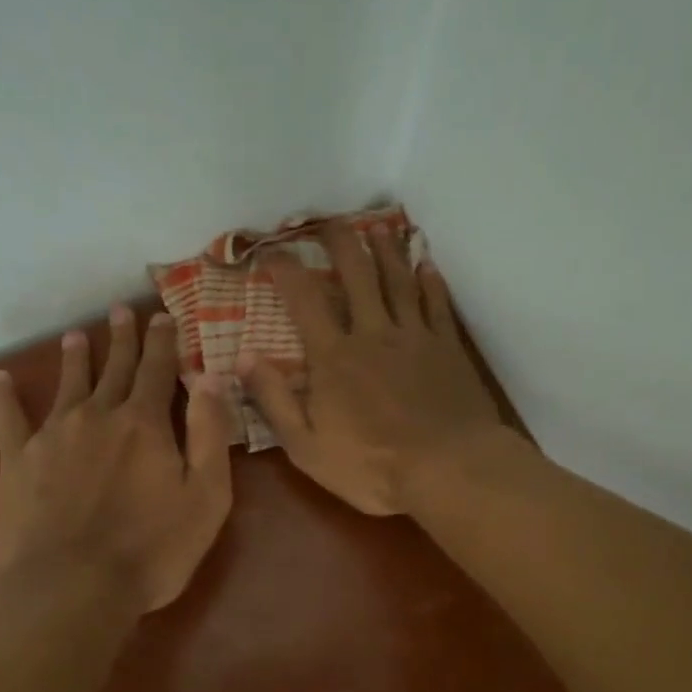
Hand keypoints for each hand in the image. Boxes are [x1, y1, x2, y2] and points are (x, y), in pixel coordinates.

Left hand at [0, 307, 232, 613]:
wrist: (71, 587)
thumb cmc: (151, 549)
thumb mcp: (206, 495)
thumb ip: (209, 432)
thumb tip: (211, 375)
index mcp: (145, 423)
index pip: (158, 369)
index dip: (163, 342)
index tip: (163, 316)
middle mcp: (98, 415)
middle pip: (114, 368)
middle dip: (122, 338)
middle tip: (121, 310)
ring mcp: (54, 435)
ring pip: (68, 384)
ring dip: (75, 358)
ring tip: (76, 335)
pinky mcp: (18, 461)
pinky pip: (9, 420)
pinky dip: (4, 398)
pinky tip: (0, 379)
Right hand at [238, 224, 507, 514]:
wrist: (450, 470)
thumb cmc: (372, 466)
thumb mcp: (306, 446)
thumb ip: (273, 399)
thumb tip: (241, 356)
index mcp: (334, 356)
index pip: (304, 300)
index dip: (286, 270)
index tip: (272, 251)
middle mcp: (373, 333)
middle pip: (357, 274)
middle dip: (340, 242)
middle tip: (328, 221)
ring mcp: (415, 336)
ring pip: (398, 280)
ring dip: (386, 250)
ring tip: (377, 227)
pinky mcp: (448, 347)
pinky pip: (437, 304)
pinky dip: (431, 281)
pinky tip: (427, 264)